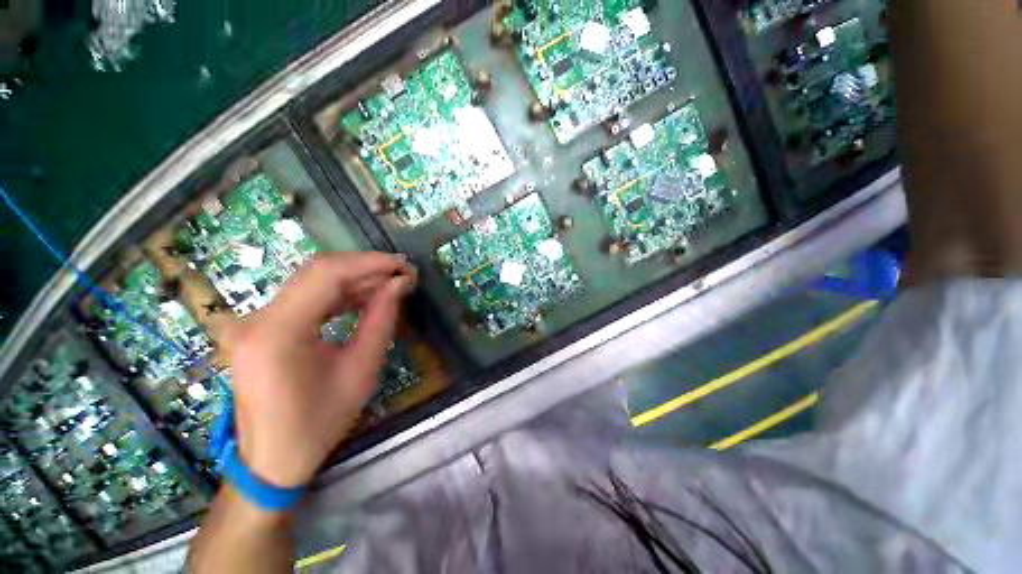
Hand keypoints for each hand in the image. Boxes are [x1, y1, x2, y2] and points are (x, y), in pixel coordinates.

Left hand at [224, 252, 416, 487]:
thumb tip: (399, 284)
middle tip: (402, 275)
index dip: (371, 263)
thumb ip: (381, 321)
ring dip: (355, 280)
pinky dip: (339, 294)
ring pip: (312, 281)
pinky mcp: (261, 327)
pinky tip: (364, 298)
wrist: (271, 460)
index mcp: (278, 333)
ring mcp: (255, 321)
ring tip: (390, 286)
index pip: (327, 274)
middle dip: (366, 268)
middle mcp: (257, 318)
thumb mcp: (360, 371)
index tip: (404, 266)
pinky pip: (305, 298)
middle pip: (317, 272)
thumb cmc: (318, 423)